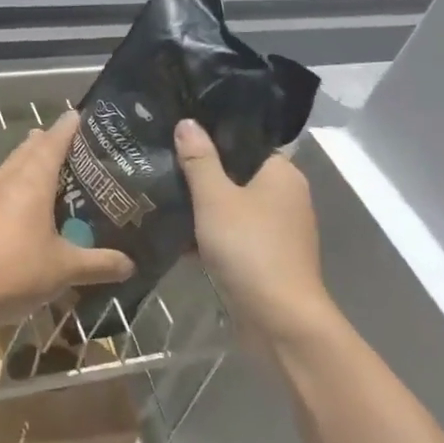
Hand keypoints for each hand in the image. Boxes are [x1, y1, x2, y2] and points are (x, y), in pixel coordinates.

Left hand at [0, 111, 133, 330]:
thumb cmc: (12, 272)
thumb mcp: (63, 270)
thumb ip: (98, 264)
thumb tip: (130, 264)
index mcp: (30, 182)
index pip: (52, 142)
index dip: (67, 128)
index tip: (80, 116)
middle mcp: (6, 180)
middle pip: (28, 150)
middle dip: (48, 142)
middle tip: (73, 145)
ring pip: (10, 168)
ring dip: (29, 163)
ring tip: (50, 171)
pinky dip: (15, 187)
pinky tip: (22, 209)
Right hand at [174, 119, 340, 349]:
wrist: (278, 320)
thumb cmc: (249, 248)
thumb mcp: (215, 198)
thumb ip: (199, 160)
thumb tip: (187, 122)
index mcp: (281, 174)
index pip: (245, 142)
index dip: (212, 136)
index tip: (176, 133)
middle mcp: (284, 197)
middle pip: (235, 174)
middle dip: (199, 173)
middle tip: (160, 162)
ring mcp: (276, 230)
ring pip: (230, 207)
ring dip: (200, 206)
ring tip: (158, 194)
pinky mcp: (264, 258)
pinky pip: (231, 235)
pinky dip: (207, 235)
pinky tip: (173, 234)